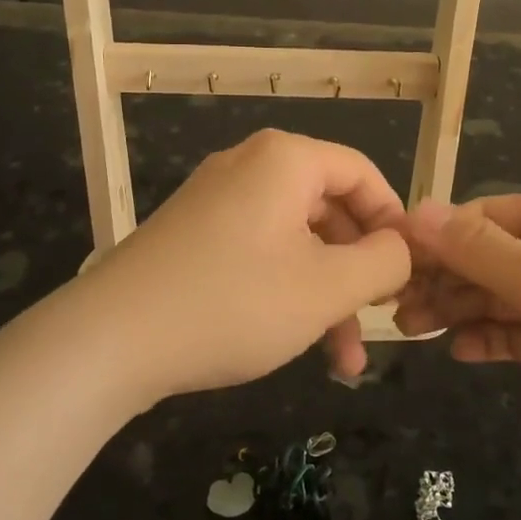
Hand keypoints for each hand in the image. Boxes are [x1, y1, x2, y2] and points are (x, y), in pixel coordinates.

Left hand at [81, 130, 411, 400]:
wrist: (110, 341)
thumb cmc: (234, 303)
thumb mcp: (327, 288)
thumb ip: (384, 262)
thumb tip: (403, 248)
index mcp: (286, 160)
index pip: (363, 174)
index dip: (395, 222)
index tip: (411, 272)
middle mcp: (251, 166)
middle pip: (331, 209)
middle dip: (360, 271)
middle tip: (379, 318)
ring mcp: (218, 200)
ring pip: (297, 240)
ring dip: (327, 294)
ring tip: (344, 359)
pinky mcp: (195, 235)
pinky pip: (261, 252)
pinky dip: (288, 291)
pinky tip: (300, 344)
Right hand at [396, 188, 520, 485]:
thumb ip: (479, 250)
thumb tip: (416, 210)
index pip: (479, 217)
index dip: (433, 239)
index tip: (385, 265)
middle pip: (482, 256)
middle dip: (440, 278)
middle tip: (393, 309)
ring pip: (492, 295)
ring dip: (454, 309)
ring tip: (412, 331)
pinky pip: (511, 332)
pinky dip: (485, 338)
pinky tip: (459, 352)